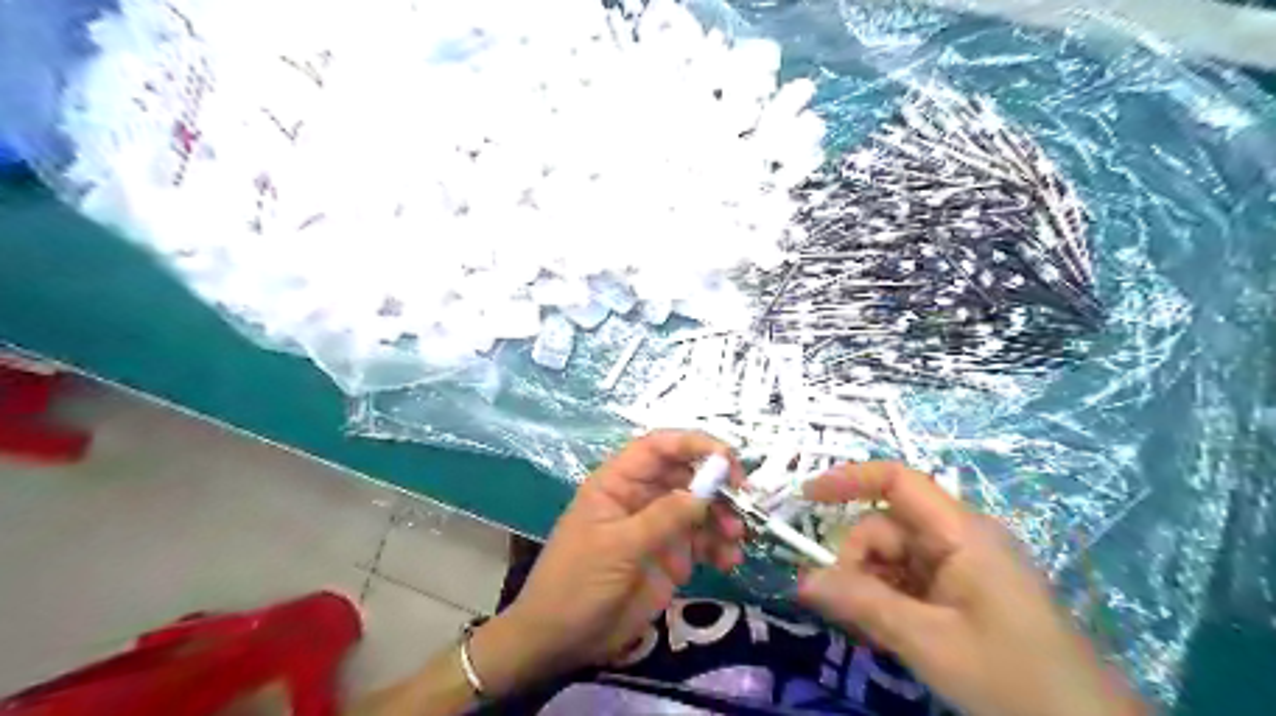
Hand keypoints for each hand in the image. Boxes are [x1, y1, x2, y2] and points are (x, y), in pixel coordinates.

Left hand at [467, 431, 749, 693]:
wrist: (561, 639)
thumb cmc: (578, 582)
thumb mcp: (618, 547)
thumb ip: (663, 518)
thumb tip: (704, 493)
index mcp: (619, 482)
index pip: (658, 447)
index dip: (693, 444)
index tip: (728, 457)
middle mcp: (642, 497)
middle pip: (687, 474)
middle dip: (718, 484)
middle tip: (745, 501)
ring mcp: (658, 526)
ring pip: (701, 507)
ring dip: (724, 517)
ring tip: (737, 539)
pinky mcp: (671, 555)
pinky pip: (703, 540)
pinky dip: (721, 546)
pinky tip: (730, 561)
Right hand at [794, 461, 1147, 714]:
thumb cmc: (1013, 679)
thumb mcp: (929, 642)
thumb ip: (863, 605)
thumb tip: (802, 580)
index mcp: (961, 533)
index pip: (898, 481)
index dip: (849, 480)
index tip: (807, 496)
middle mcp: (961, 539)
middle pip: (888, 527)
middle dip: (858, 561)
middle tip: (845, 609)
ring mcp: (964, 567)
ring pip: (895, 558)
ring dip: (872, 586)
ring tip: (871, 632)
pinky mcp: (966, 593)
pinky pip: (911, 581)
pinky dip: (890, 601)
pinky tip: (889, 634)